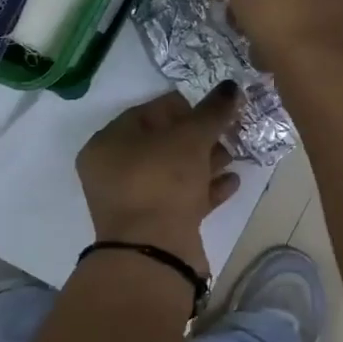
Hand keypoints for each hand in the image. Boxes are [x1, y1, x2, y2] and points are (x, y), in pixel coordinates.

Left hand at [77, 84, 242, 274]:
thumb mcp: (190, 139)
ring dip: (205, 162)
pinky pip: (182, 199)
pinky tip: (232, 182)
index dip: (181, 105)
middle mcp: (114, 172)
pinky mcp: (155, 226)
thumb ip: (211, 112)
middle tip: (228, 128)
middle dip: (197, 136)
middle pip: (161, 144)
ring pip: (173, 173)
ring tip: (235, 153)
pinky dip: (205, 189)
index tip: (212, 105)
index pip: (146, 113)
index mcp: (108, 144)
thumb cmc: (162, 183)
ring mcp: (134, 202)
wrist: (154, 254)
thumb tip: (231, 87)